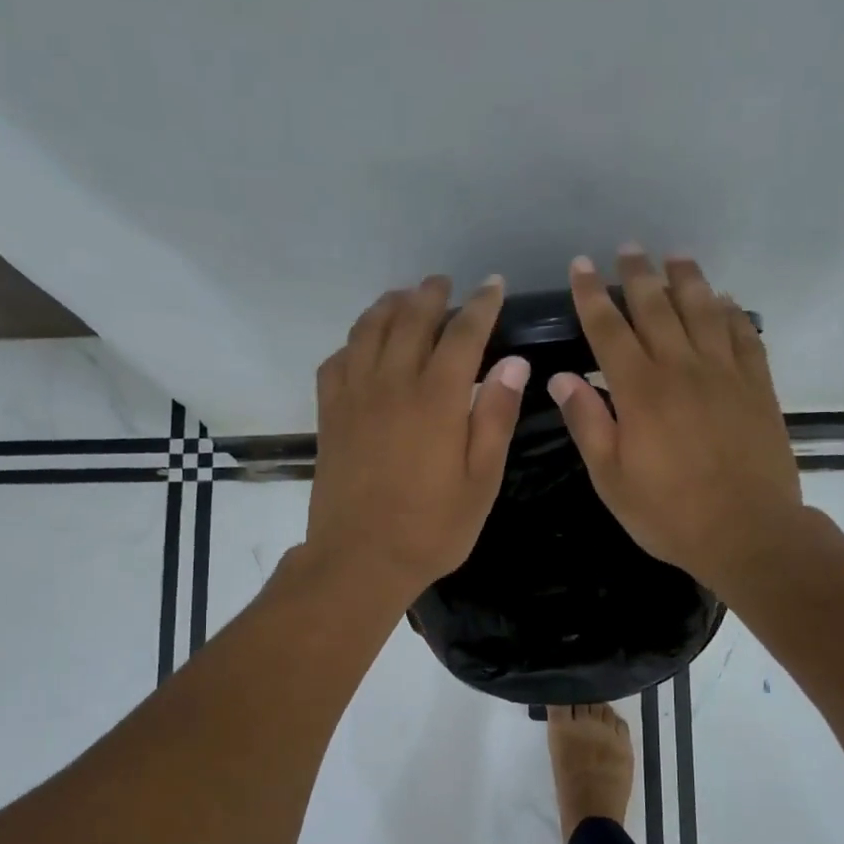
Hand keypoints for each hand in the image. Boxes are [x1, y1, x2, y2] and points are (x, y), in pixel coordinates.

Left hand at [305, 275, 528, 601]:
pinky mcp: (329, 415)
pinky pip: (337, 361)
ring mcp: (354, 396)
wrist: (360, 559)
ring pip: (369, 331)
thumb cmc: (432, 528)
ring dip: (389, 306)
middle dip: (431, 295)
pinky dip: (353, 342)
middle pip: (411, 320)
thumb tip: (513, 363)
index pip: (462, 334)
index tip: (493, 286)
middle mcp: (392, 384)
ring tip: (404, 299)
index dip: (480, 306)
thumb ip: (495, 417)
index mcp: (436, 399)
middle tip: (444, 284)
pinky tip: (363, 346)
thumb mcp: (481, 481)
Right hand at [548, 249, 803, 597]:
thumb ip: (588, 423)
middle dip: (638, 275)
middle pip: (657, 307)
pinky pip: (743, 334)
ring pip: (704, 310)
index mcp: (640, 391)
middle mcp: (682, 368)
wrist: (747, 532)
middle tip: (628, 249)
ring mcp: (725, 373)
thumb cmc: (669, 513)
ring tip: (675, 257)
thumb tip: (562, 377)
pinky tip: (723, 301)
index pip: (609, 329)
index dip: (593, 295)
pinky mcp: (758, 385)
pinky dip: (730, 312)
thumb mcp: (612, 478)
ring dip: (686, 279)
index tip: (581, 266)